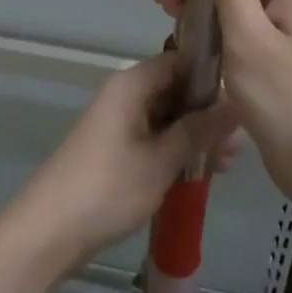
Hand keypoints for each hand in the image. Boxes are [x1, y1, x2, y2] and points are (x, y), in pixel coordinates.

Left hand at [11, 53, 239, 274]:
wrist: (49, 231)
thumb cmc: (108, 188)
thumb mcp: (162, 160)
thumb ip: (199, 130)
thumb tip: (236, 103)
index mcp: (131, 85)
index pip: (179, 61)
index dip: (210, 76)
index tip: (242, 100)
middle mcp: (125, 95)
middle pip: (175, 90)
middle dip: (207, 113)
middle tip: (239, 144)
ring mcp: (118, 123)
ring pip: (167, 117)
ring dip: (195, 136)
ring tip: (227, 163)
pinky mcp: (116, 150)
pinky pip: (155, 138)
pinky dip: (177, 151)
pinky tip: (202, 172)